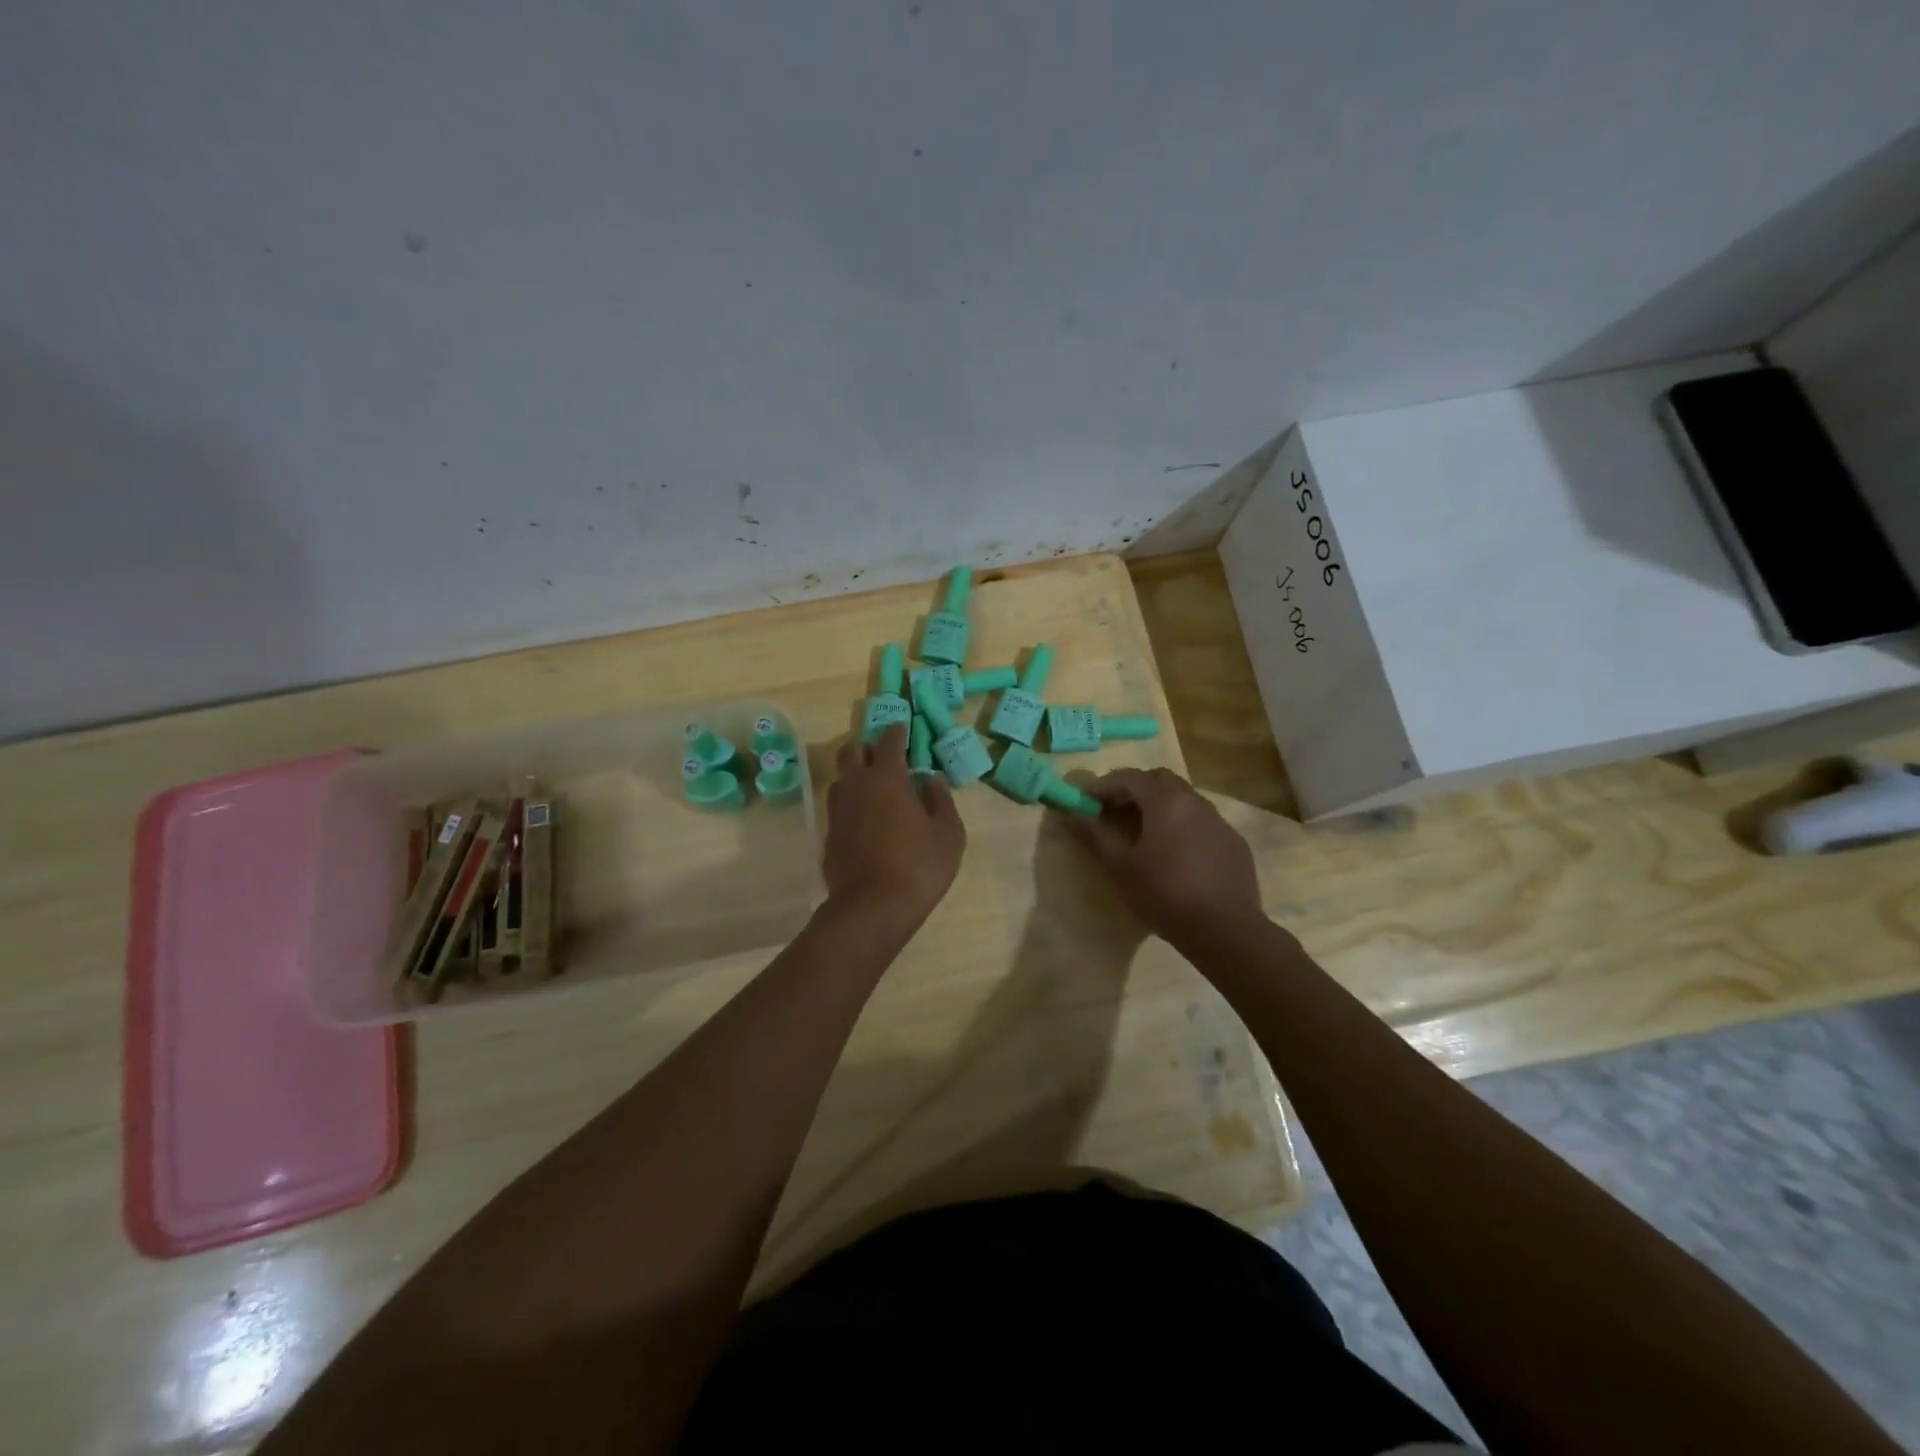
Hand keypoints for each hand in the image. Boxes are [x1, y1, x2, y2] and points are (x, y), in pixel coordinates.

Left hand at [823, 724, 965, 923]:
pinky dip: (851, 804)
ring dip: (856, 775)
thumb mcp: (948, 834)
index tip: (904, 728)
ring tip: (875, 789)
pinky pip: (838, 807)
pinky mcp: (828, 835)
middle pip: (852, 751)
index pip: (889, 741)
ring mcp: (837, 811)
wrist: (872, 909)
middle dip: (868, 747)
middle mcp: (856, 786)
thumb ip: (941, 800)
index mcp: (886, 778)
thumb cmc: (918, 867)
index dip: (897, 731)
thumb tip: (932, 779)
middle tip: (887, 758)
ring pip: (841, 778)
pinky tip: (866, 821)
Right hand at [1072, 767, 1265, 946]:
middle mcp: (1195, 801)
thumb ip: (1095, 834)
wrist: (1225, 930)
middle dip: (1134, 789)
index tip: (1087, 801)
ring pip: (1184, 799)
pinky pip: (1202, 821)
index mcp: (1165, 801)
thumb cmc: (1165, 894)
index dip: (1104, 785)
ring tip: (1143, 832)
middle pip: (1159, 780)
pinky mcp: (1234, 842)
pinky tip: (1177, 854)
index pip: (1129, 777)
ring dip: (1160, 805)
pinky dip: (1182, 825)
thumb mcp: (1121, 866)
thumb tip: (1073, 814)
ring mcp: (1219, 821)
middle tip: (1114, 811)